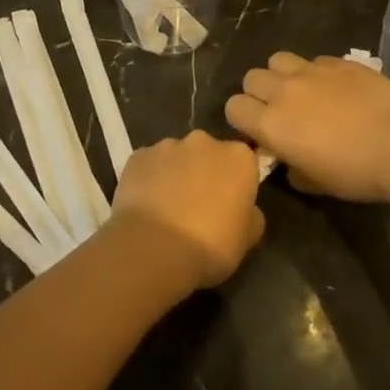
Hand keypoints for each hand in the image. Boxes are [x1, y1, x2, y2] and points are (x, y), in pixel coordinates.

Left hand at [109, 130, 264, 289]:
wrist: (154, 248)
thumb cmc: (210, 244)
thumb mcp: (246, 239)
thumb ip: (251, 216)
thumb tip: (247, 210)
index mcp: (238, 157)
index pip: (243, 162)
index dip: (236, 184)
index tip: (230, 205)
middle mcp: (203, 141)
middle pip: (209, 153)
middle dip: (205, 172)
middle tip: (199, 206)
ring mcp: (167, 145)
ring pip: (176, 157)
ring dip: (176, 174)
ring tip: (168, 209)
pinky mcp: (138, 155)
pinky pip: (149, 165)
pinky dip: (149, 179)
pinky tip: (146, 207)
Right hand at [226, 52, 389, 202]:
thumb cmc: (356, 173)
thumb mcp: (316, 184)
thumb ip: (291, 168)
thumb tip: (287, 159)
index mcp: (271, 124)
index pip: (234, 107)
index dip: (243, 119)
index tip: (259, 130)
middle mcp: (283, 91)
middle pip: (251, 78)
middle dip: (259, 93)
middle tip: (279, 110)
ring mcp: (310, 71)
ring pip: (277, 60)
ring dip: (282, 75)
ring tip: (301, 91)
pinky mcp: (337, 61)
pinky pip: (314, 60)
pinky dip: (316, 72)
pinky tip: (335, 88)